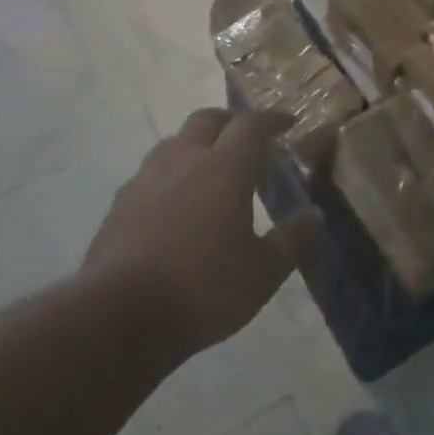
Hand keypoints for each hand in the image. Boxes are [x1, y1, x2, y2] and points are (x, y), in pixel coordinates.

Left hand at [85, 109, 320, 354]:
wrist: (120, 315)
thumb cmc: (204, 289)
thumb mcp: (264, 272)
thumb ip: (292, 240)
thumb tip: (314, 216)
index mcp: (224, 167)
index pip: (251, 124)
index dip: (272, 119)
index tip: (288, 122)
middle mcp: (184, 160)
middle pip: (207, 119)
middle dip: (231, 121)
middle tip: (248, 140)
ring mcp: (146, 179)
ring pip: (175, 142)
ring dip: (197, 145)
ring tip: (210, 170)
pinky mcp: (120, 203)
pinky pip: (151, 173)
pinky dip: (171, 175)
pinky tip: (175, 204)